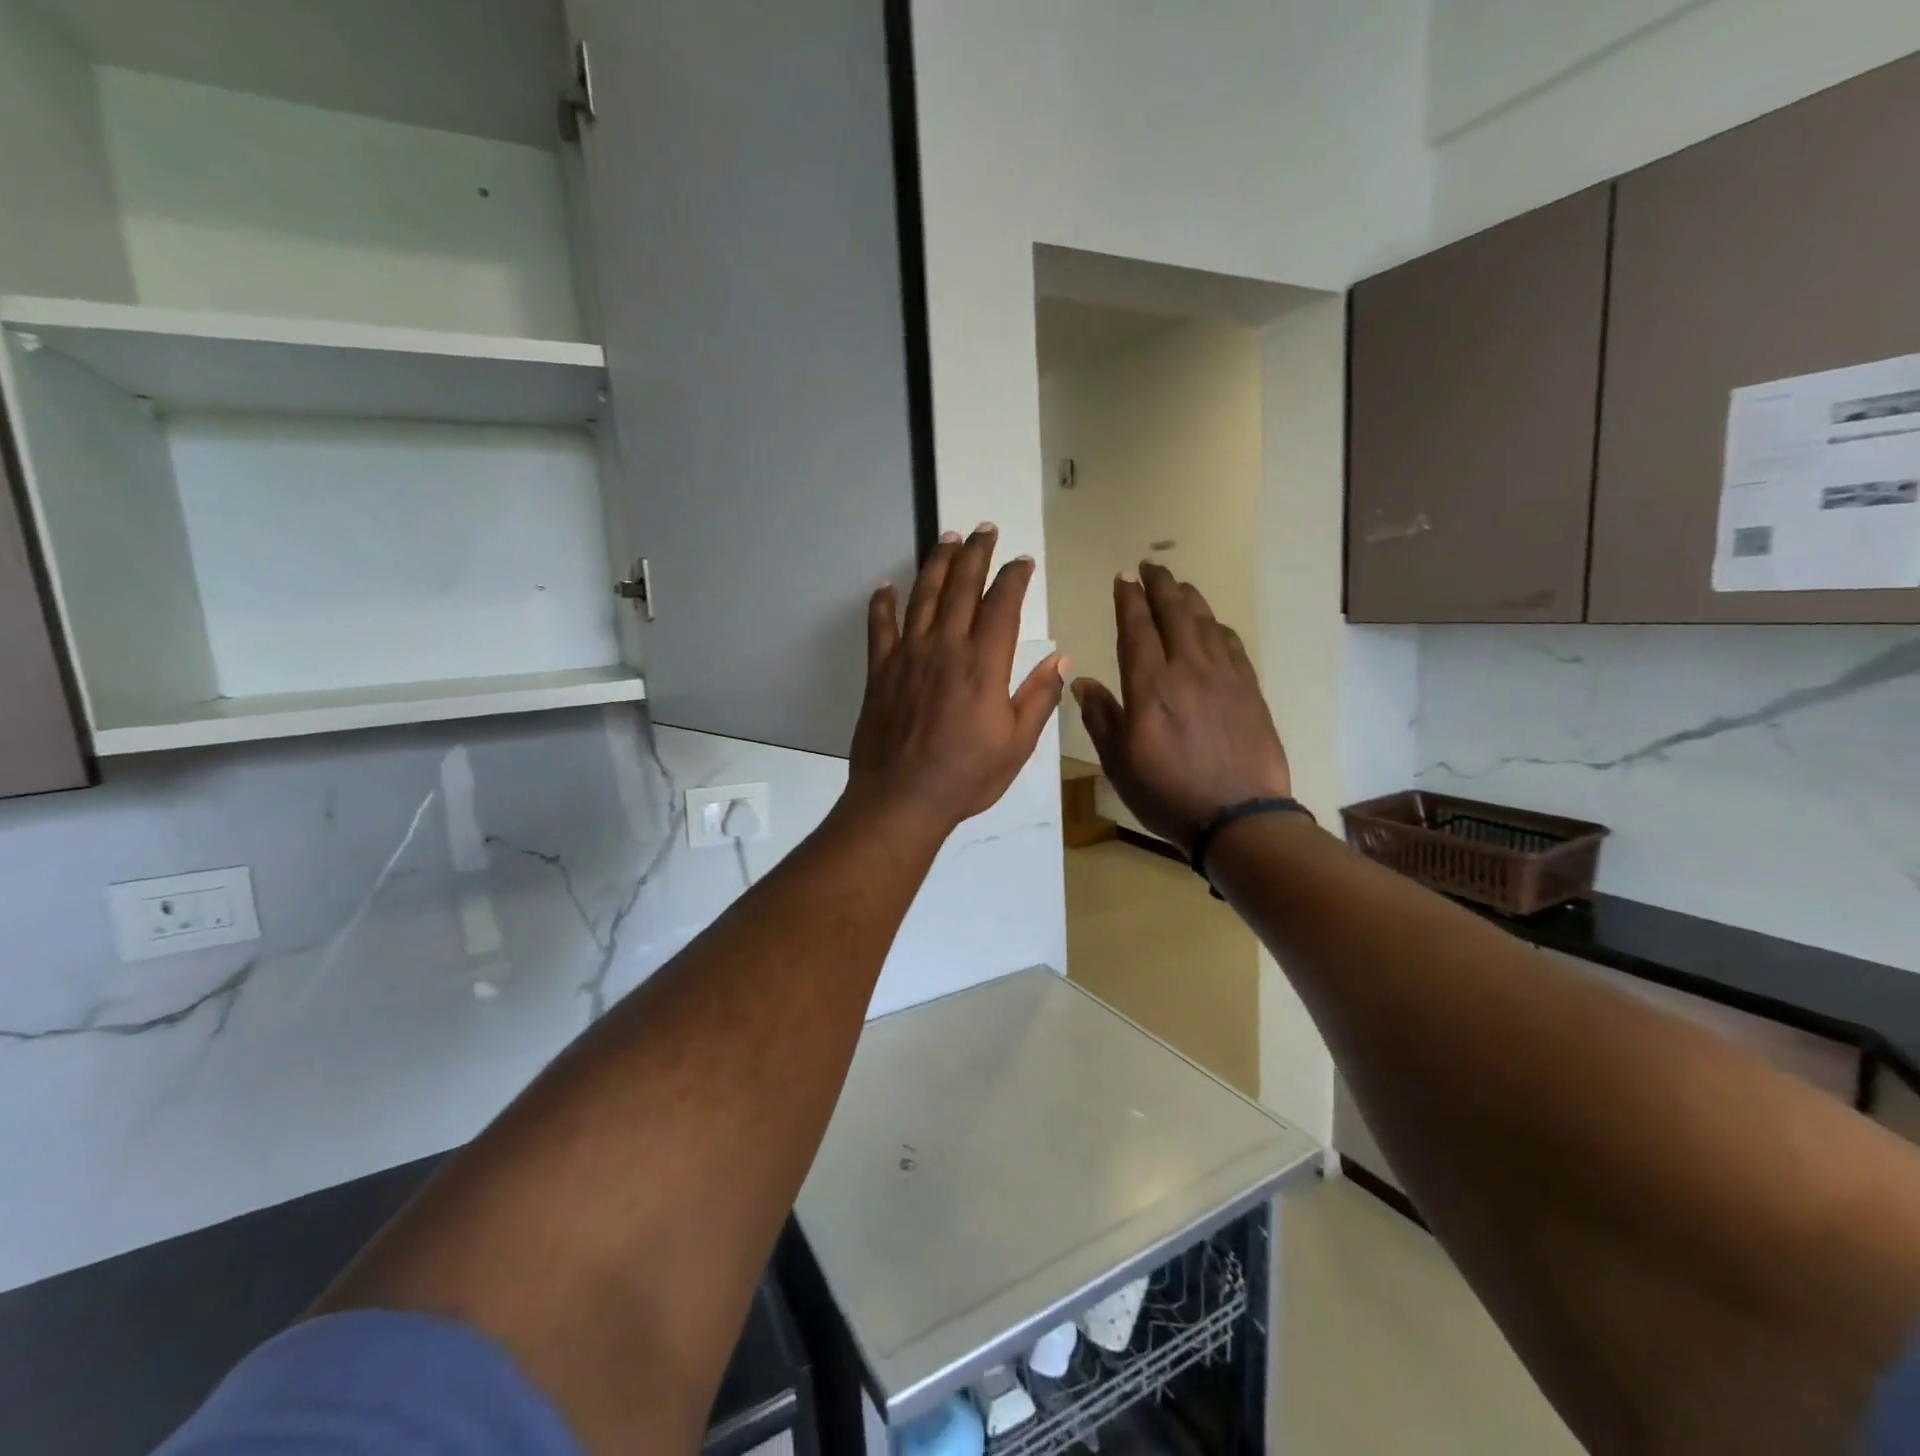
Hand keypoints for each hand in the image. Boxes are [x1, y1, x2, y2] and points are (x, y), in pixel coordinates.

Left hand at [847, 525, 1067, 837]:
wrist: (902, 798)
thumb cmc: (966, 776)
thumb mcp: (1017, 744)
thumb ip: (1039, 697)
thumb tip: (1061, 658)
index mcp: (983, 664)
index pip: (1002, 605)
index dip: (1013, 578)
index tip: (1022, 560)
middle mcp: (945, 648)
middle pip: (961, 588)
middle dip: (975, 554)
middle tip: (983, 528)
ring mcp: (908, 656)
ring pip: (922, 597)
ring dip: (935, 564)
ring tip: (945, 538)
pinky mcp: (879, 671)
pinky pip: (880, 627)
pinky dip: (882, 603)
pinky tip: (885, 585)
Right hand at [1073, 563, 1290, 853]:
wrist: (1239, 817)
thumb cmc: (1168, 793)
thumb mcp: (1119, 762)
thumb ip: (1101, 717)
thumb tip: (1082, 680)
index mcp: (1150, 686)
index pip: (1136, 628)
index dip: (1128, 600)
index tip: (1122, 579)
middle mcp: (1188, 669)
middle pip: (1174, 613)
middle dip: (1160, 585)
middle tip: (1150, 566)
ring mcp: (1224, 677)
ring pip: (1205, 622)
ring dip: (1189, 598)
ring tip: (1178, 585)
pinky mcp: (1249, 690)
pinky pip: (1231, 644)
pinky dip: (1217, 626)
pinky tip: (1212, 625)